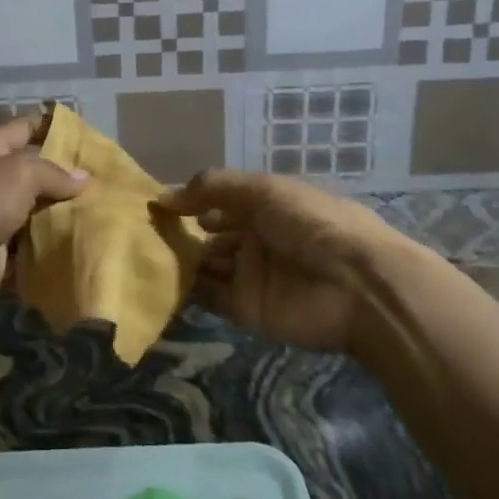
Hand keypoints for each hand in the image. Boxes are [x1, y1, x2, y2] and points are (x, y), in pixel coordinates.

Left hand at [0, 115, 86, 316]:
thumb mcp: (18, 173)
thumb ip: (52, 174)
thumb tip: (83, 178)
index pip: (25, 128)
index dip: (53, 127)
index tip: (87, 136)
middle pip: (32, 178)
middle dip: (66, 184)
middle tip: (107, 190)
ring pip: (32, 221)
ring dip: (60, 225)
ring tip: (103, 225)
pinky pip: (27, 259)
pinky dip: (48, 260)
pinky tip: (81, 258)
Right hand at [160, 170, 408, 352]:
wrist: (359, 287)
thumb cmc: (312, 223)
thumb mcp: (263, 189)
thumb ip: (211, 188)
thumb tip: (162, 196)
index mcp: (264, 204)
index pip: (216, 199)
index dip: (187, 199)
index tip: (151, 201)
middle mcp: (255, 237)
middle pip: (207, 233)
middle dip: (178, 230)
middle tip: (139, 230)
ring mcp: (251, 274)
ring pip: (205, 264)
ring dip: (178, 259)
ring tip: (141, 253)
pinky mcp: (247, 310)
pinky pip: (210, 298)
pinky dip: (186, 291)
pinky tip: (157, 281)